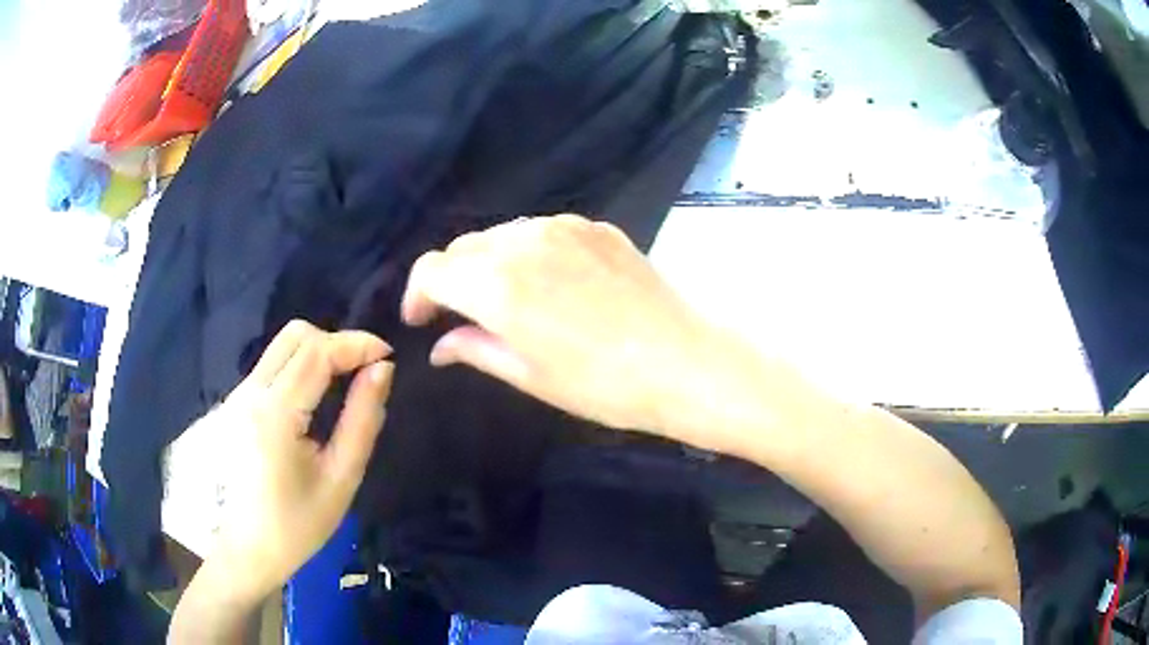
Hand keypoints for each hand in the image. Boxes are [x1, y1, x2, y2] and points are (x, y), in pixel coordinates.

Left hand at [209, 321, 392, 601]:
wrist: (246, 551)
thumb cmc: (297, 526)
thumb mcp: (341, 479)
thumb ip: (362, 420)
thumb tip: (381, 370)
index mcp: (275, 414)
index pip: (317, 352)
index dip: (357, 343)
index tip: (388, 355)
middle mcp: (250, 393)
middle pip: (295, 336)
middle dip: (336, 342)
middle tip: (365, 371)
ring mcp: (237, 396)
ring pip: (281, 347)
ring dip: (317, 353)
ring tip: (345, 383)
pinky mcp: (234, 404)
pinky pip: (271, 366)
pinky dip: (300, 368)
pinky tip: (314, 400)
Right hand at [401, 214, 716, 434]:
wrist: (683, 362)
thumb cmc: (602, 385)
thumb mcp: (529, 375)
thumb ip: (475, 349)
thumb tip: (440, 344)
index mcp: (498, 284)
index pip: (432, 269)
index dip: (418, 294)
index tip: (422, 319)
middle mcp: (523, 242)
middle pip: (463, 247)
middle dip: (452, 279)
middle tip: (462, 315)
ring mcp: (564, 227)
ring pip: (501, 235)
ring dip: (489, 262)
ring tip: (506, 299)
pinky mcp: (595, 226)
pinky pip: (541, 231)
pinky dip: (528, 252)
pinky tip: (550, 282)